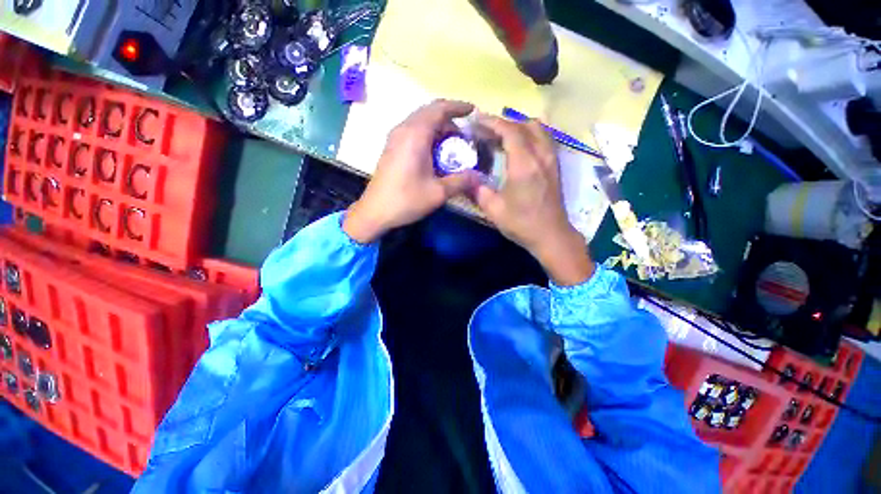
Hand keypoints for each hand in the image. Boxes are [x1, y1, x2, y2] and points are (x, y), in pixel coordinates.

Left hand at [343, 100, 480, 242]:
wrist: (375, 212)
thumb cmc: (406, 200)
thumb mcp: (438, 193)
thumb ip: (461, 181)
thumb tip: (479, 176)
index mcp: (415, 135)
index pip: (439, 109)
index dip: (457, 107)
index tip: (472, 110)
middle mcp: (403, 130)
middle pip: (429, 112)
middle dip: (449, 119)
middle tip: (464, 135)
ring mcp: (394, 138)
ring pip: (420, 122)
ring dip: (438, 128)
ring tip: (452, 144)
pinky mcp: (391, 147)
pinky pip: (413, 131)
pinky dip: (428, 135)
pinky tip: (435, 152)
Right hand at [474, 116, 593, 285]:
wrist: (551, 235)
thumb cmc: (522, 223)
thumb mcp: (494, 210)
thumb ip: (478, 191)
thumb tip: (467, 180)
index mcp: (524, 164)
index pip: (509, 131)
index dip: (492, 122)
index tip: (477, 120)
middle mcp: (541, 155)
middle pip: (525, 125)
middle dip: (504, 123)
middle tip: (487, 131)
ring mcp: (551, 159)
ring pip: (539, 129)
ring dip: (520, 126)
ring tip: (503, 136)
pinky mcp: (555, 166)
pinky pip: (545, 139)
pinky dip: (531, 135)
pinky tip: (520, 147)